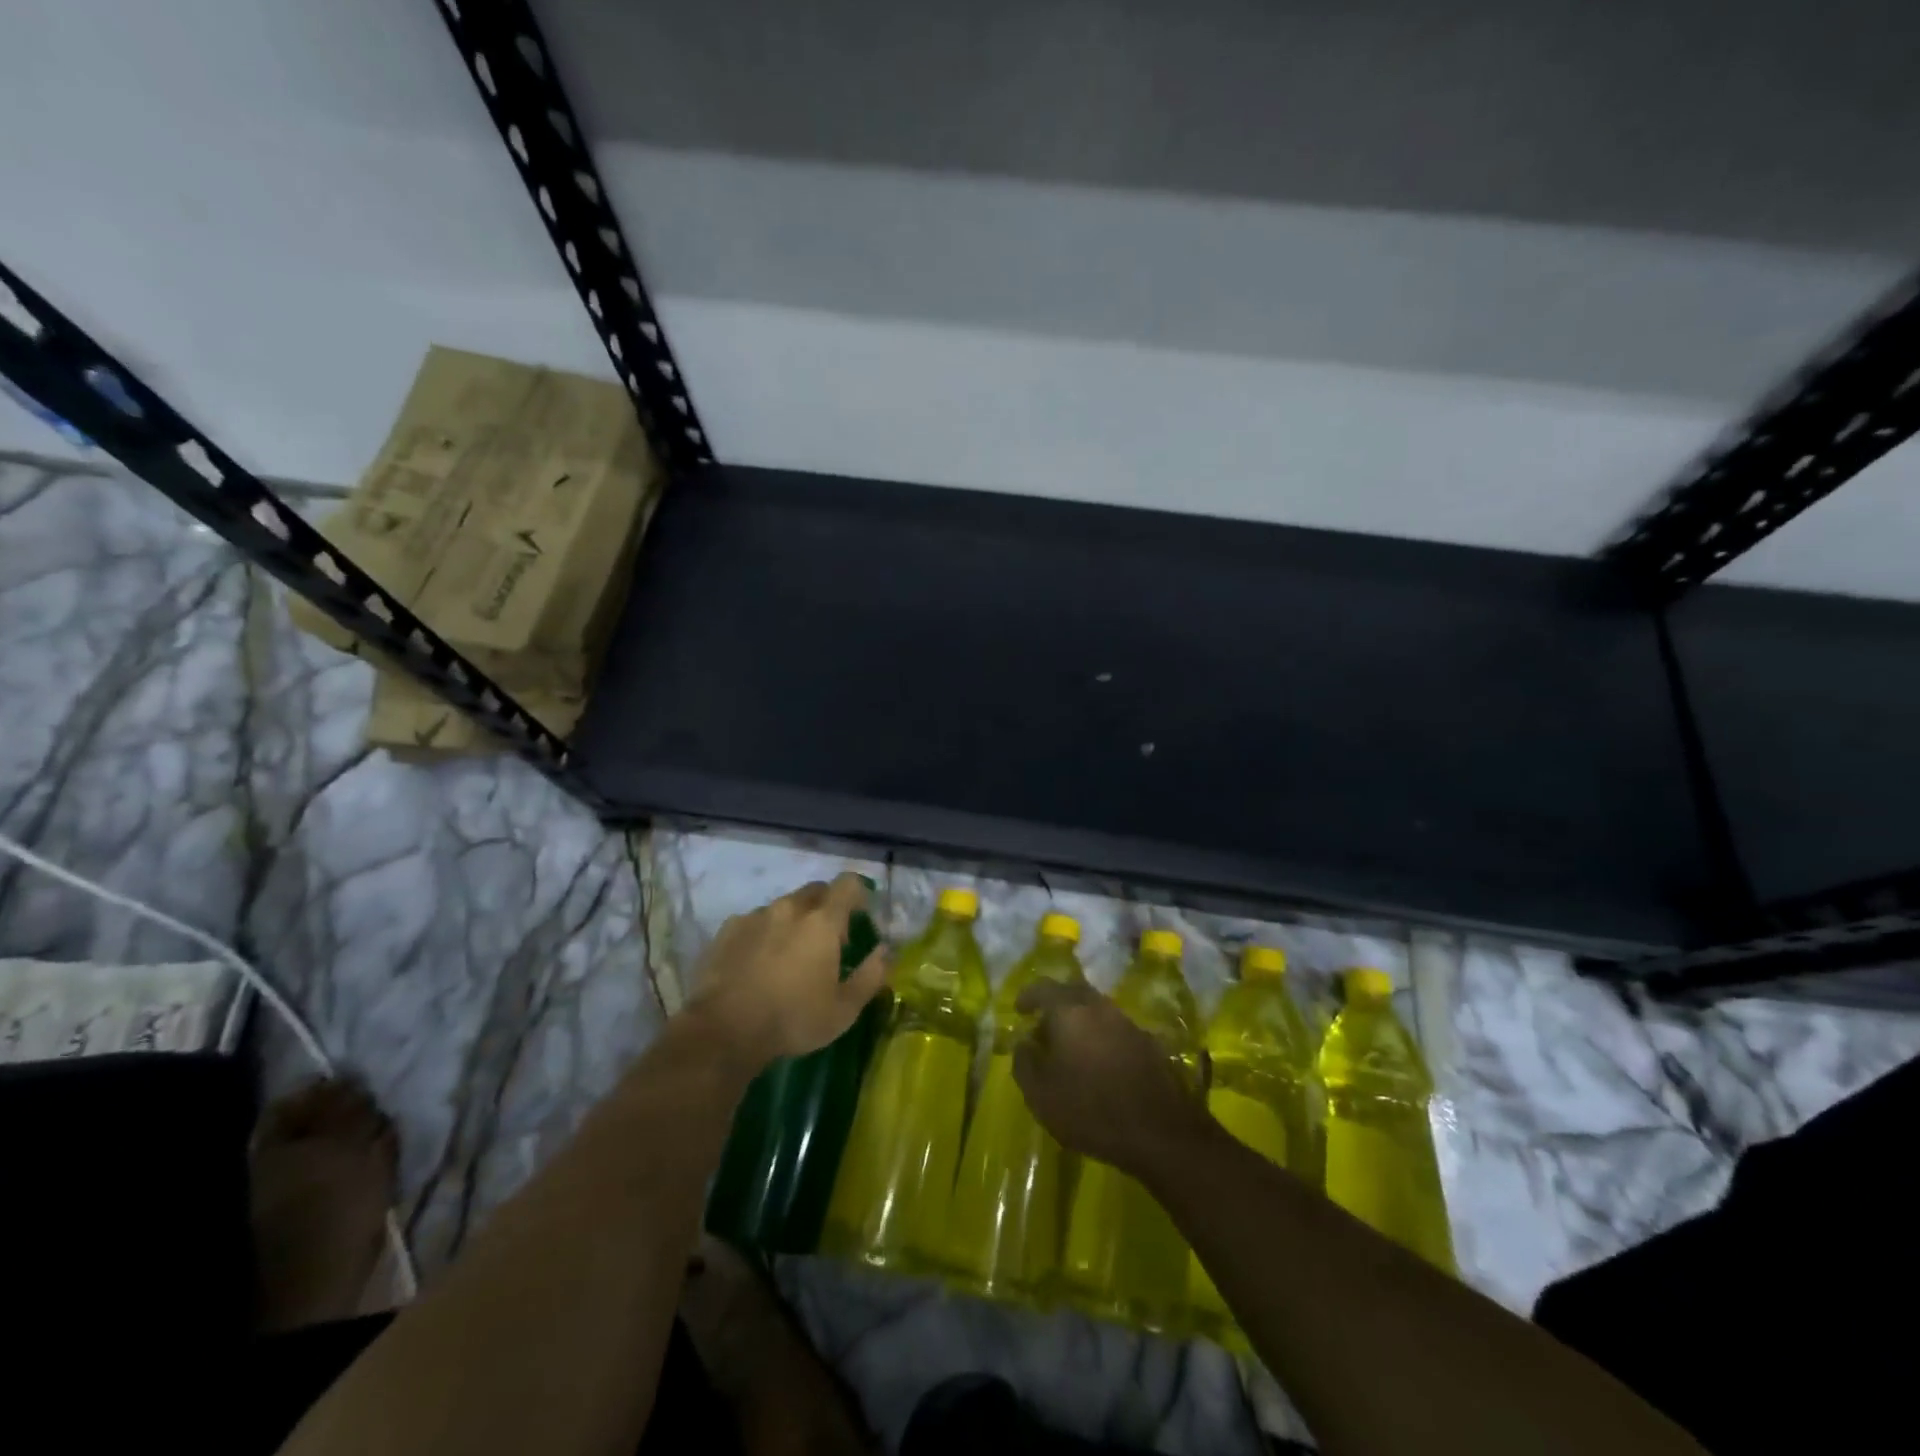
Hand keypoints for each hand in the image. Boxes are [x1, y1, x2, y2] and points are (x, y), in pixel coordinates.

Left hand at [688, 874, 889, 1070]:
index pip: (848, 884)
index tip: (860, 916)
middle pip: (815, 891)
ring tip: (788, 956)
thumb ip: (871, 975)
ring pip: (783, 906)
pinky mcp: (727, 930)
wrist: (723, 1031)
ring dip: (793, 921)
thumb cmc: (792, 1020)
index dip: (858, 894)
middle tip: (827, 941)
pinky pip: (754, 921)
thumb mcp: (844, 1009)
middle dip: (826, 907)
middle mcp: (790, 908)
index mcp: (822, 922)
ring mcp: (755, 916)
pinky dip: (763, 933)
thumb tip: (886, 951)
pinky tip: (757, 963)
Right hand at [1012, 980, 1209, 1178]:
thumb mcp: (1041, 1095)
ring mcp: (1127, 1022)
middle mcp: (1099, 1007)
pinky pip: (1115, 1028)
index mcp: (1070, 1011)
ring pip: (1096, 1010)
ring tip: (1069, 1049)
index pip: (1043, 987)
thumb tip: (1023, 1043)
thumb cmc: (1091, 1110)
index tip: (1019, 1010)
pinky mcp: (1148, 1043)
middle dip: (1055, 1005)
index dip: (1028, 996)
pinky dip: (1100, 1036)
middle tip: (1044, 1028)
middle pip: (1073, 992)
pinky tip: (1097, 1063)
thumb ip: (1024, 1063)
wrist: (1161, 1132)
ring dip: (1079, 1021)